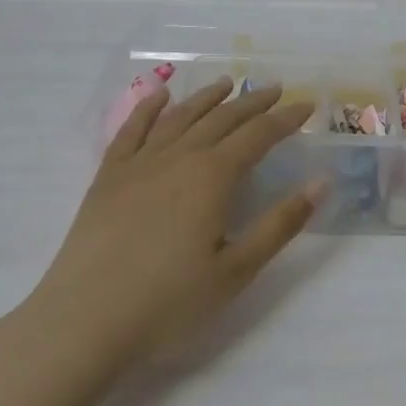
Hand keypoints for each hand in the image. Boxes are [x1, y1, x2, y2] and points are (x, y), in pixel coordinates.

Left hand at [32, 78, 322, 363]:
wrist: (84, 321)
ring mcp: (138, 164)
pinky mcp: (107, 178)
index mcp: (213, 177)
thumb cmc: (169, 302)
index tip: (306, 106)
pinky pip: (131, 130)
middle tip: (274, 88)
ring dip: (207, 98)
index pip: (258, 136)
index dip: (285, 119)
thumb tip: (321, 182)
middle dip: (253, 102)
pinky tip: (160, 97)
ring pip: (180, 117)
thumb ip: (281, 223)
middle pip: (222, 119)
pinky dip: (148, 108)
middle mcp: (178, 158)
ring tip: (226, 83)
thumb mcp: (237, 271)